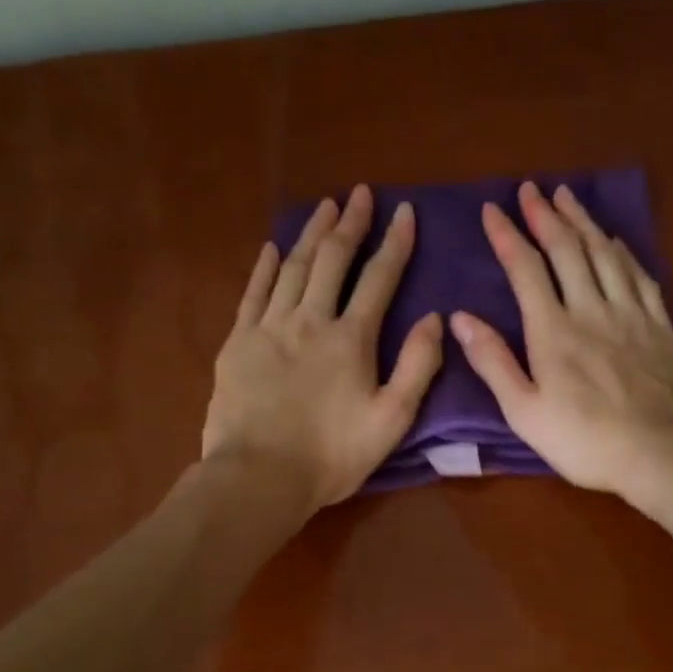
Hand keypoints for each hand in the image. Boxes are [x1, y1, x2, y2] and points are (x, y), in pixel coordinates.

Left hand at [203, 185, 442, 508]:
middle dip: (350, 224)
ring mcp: (269, 328)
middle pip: (332, 260)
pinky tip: (273, 248)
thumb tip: (435, 318)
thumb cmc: (332, 456)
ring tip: (324, 207)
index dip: (395, 243)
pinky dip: (266, 267)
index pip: (379, 278)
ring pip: (293, 267)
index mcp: (352, 339)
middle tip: (360, 194)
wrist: (259, 477)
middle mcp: (311, 320)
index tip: (405, 211)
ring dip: (311, 234)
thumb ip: (417, 366)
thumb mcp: (392, 420)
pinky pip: (254, 293)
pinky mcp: (237, 343)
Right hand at [451, 181, 672, 509]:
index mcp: (553, 331)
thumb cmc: (585, 441)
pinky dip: (624, 252)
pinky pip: (640, 276)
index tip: (492, 210)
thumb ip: (493, 362)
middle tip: (531, 189)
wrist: (662, 453)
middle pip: (567, 250)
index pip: (526, 269)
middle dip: (545, 216)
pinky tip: (616, 241)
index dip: (508, 236)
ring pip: (604, 254)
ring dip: (583, 222)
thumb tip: (459, 318)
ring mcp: (631, 314)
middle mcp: (591, 309)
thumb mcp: (524, 412)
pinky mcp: (661, 326)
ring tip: (568, 197)